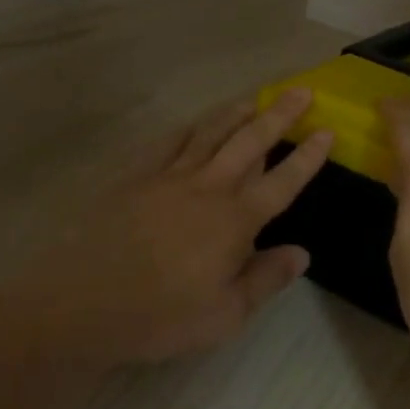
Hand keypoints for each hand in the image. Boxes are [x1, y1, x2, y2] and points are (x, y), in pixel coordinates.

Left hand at [4, 90, 332, 364]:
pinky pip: (168, 143)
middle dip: (279, 115)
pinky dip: (188, 129)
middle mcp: (207, 187)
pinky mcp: (135, 177)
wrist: (82, 303)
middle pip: (250, 142)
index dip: (307, 156)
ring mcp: (168, 177)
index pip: (282, 181)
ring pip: (210, 133)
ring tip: (254, 98)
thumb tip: (301, 253)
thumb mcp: (225, 315)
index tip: (327, 130)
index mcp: (234, 220)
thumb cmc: (160, 317)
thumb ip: (265, 279)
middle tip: (300, 91)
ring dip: (235, 113)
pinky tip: (194, 124)